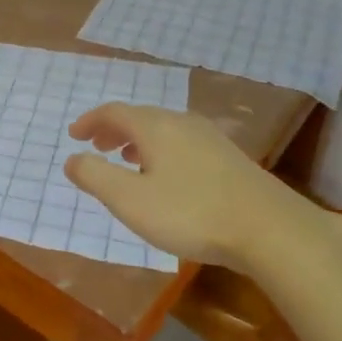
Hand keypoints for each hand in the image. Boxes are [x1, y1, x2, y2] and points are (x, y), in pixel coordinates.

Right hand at [64, 104, 337, 269]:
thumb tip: (72, 158)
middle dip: (114, 130)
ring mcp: (210, 137)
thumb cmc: (191, 213)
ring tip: (128, 161)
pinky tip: (169, 177)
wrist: (269, 228)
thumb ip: (96, 177)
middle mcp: (181, 122)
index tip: (74, 135)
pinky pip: (183, 142)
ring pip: (164, 130)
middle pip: (140, 117)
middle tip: (97, 147)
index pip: (114, 112)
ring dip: (138, 141)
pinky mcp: (230, 157)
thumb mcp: (131, 201)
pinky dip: (162, 151)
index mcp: (155, 126)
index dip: (90, 121)